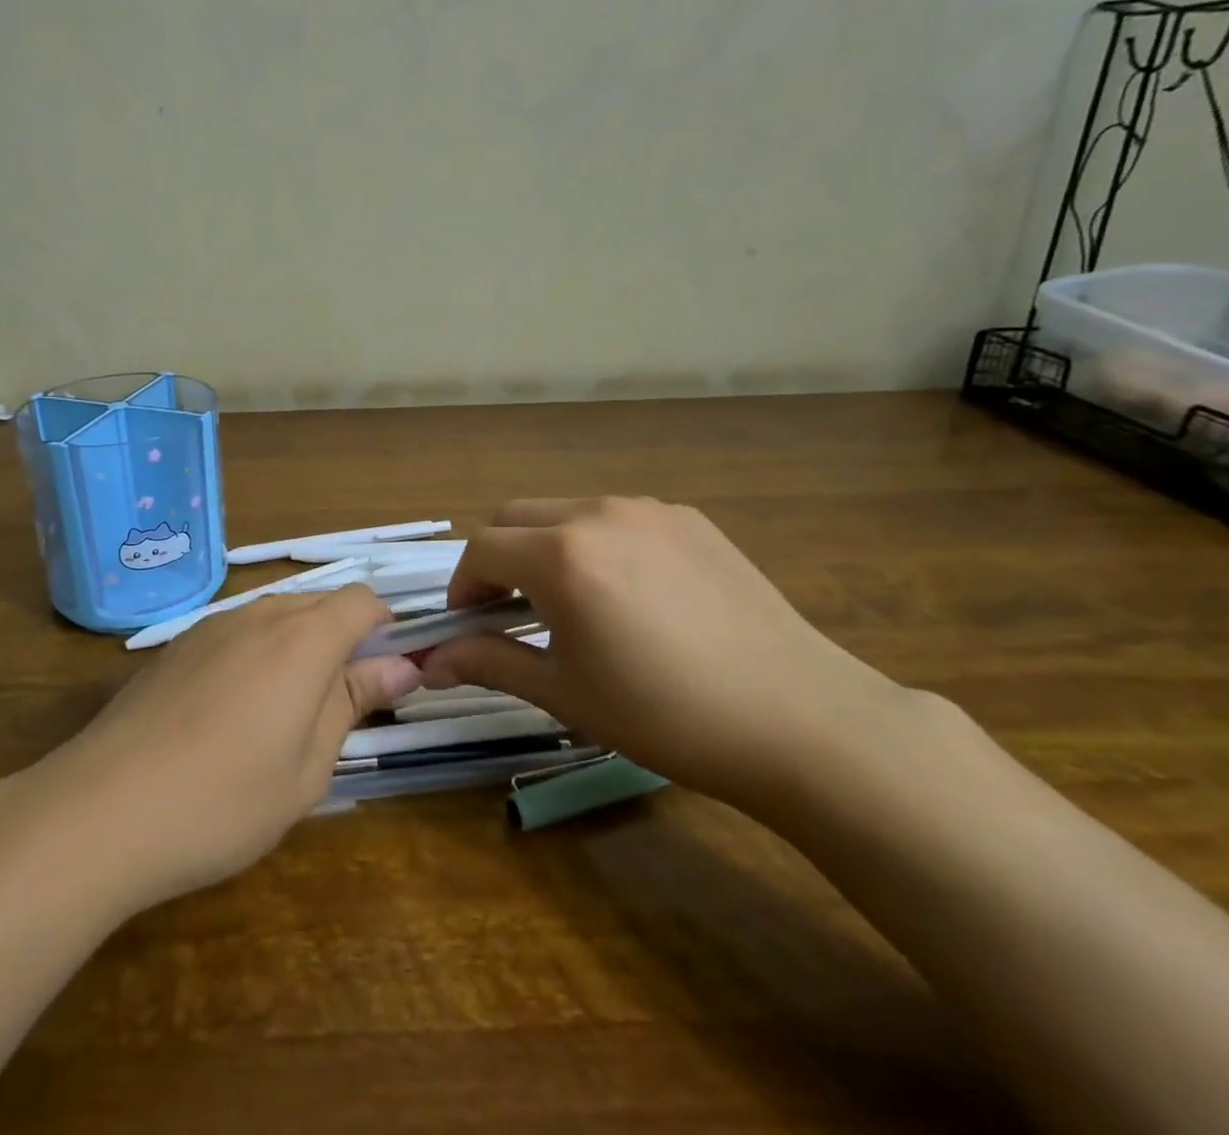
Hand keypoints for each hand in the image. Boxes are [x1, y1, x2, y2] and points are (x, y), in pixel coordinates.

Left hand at [29, 586, 421, 908]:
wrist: (101, 809)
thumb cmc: (224, 799)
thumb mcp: (309, 766)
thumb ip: (354, 702)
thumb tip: (401, 665)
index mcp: (303, 637)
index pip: (362, 601)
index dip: (384, 631)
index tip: (384, 679)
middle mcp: (259, 615)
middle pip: (320, 604)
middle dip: (343, 641)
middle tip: (340, 708)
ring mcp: (211, 626)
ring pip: (276, 617)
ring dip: (298, 649)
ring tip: (284, 717)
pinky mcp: (176, 646)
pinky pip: (236, 633)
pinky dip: (256, 656)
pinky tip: (231, 715)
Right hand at [420, 497, 905, 810]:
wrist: (798, 719)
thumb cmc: (665, 715)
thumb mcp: (565, 693)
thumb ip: (489, 663)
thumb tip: (430, 664)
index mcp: (561, 555)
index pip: (481, 550)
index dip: (463, 586)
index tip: (468, 623)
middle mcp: (598, 513)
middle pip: (516, 516)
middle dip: (497, 558)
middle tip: (508, 610)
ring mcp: (649, 510)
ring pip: (567, 511)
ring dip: (546, 546)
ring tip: (570, 602)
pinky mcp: (690, 519)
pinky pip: (618, 518)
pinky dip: (597, 543)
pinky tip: (629, 595)